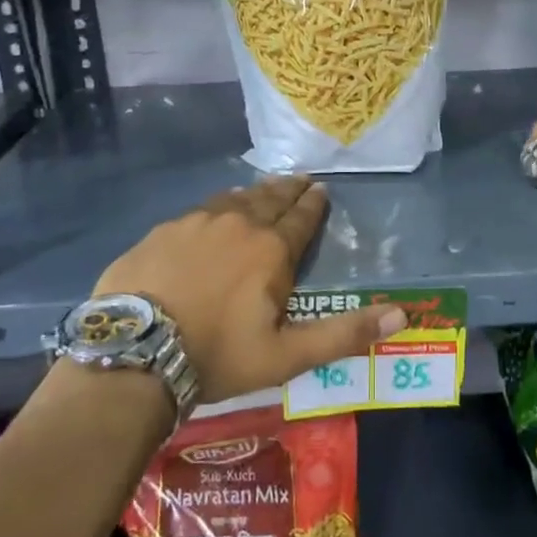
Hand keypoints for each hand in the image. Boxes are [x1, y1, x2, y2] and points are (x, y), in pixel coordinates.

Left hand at [95, 177, 405, 403]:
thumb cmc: (218, 356)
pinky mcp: (162, 231)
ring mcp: (195, 223)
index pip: (301, 219)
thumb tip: (402, 317)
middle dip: (289, 190)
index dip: (314, 205)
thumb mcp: (288, 355)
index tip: (322, 190)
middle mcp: (238, 224)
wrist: (134, 354)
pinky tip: (216, 208)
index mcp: (271, 250)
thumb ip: (344, 334)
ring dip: (255, 193)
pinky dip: (218, 205)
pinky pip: (200, 209)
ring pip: (234, 199)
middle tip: (301, 180)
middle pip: (270, 200)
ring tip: (265, 188)